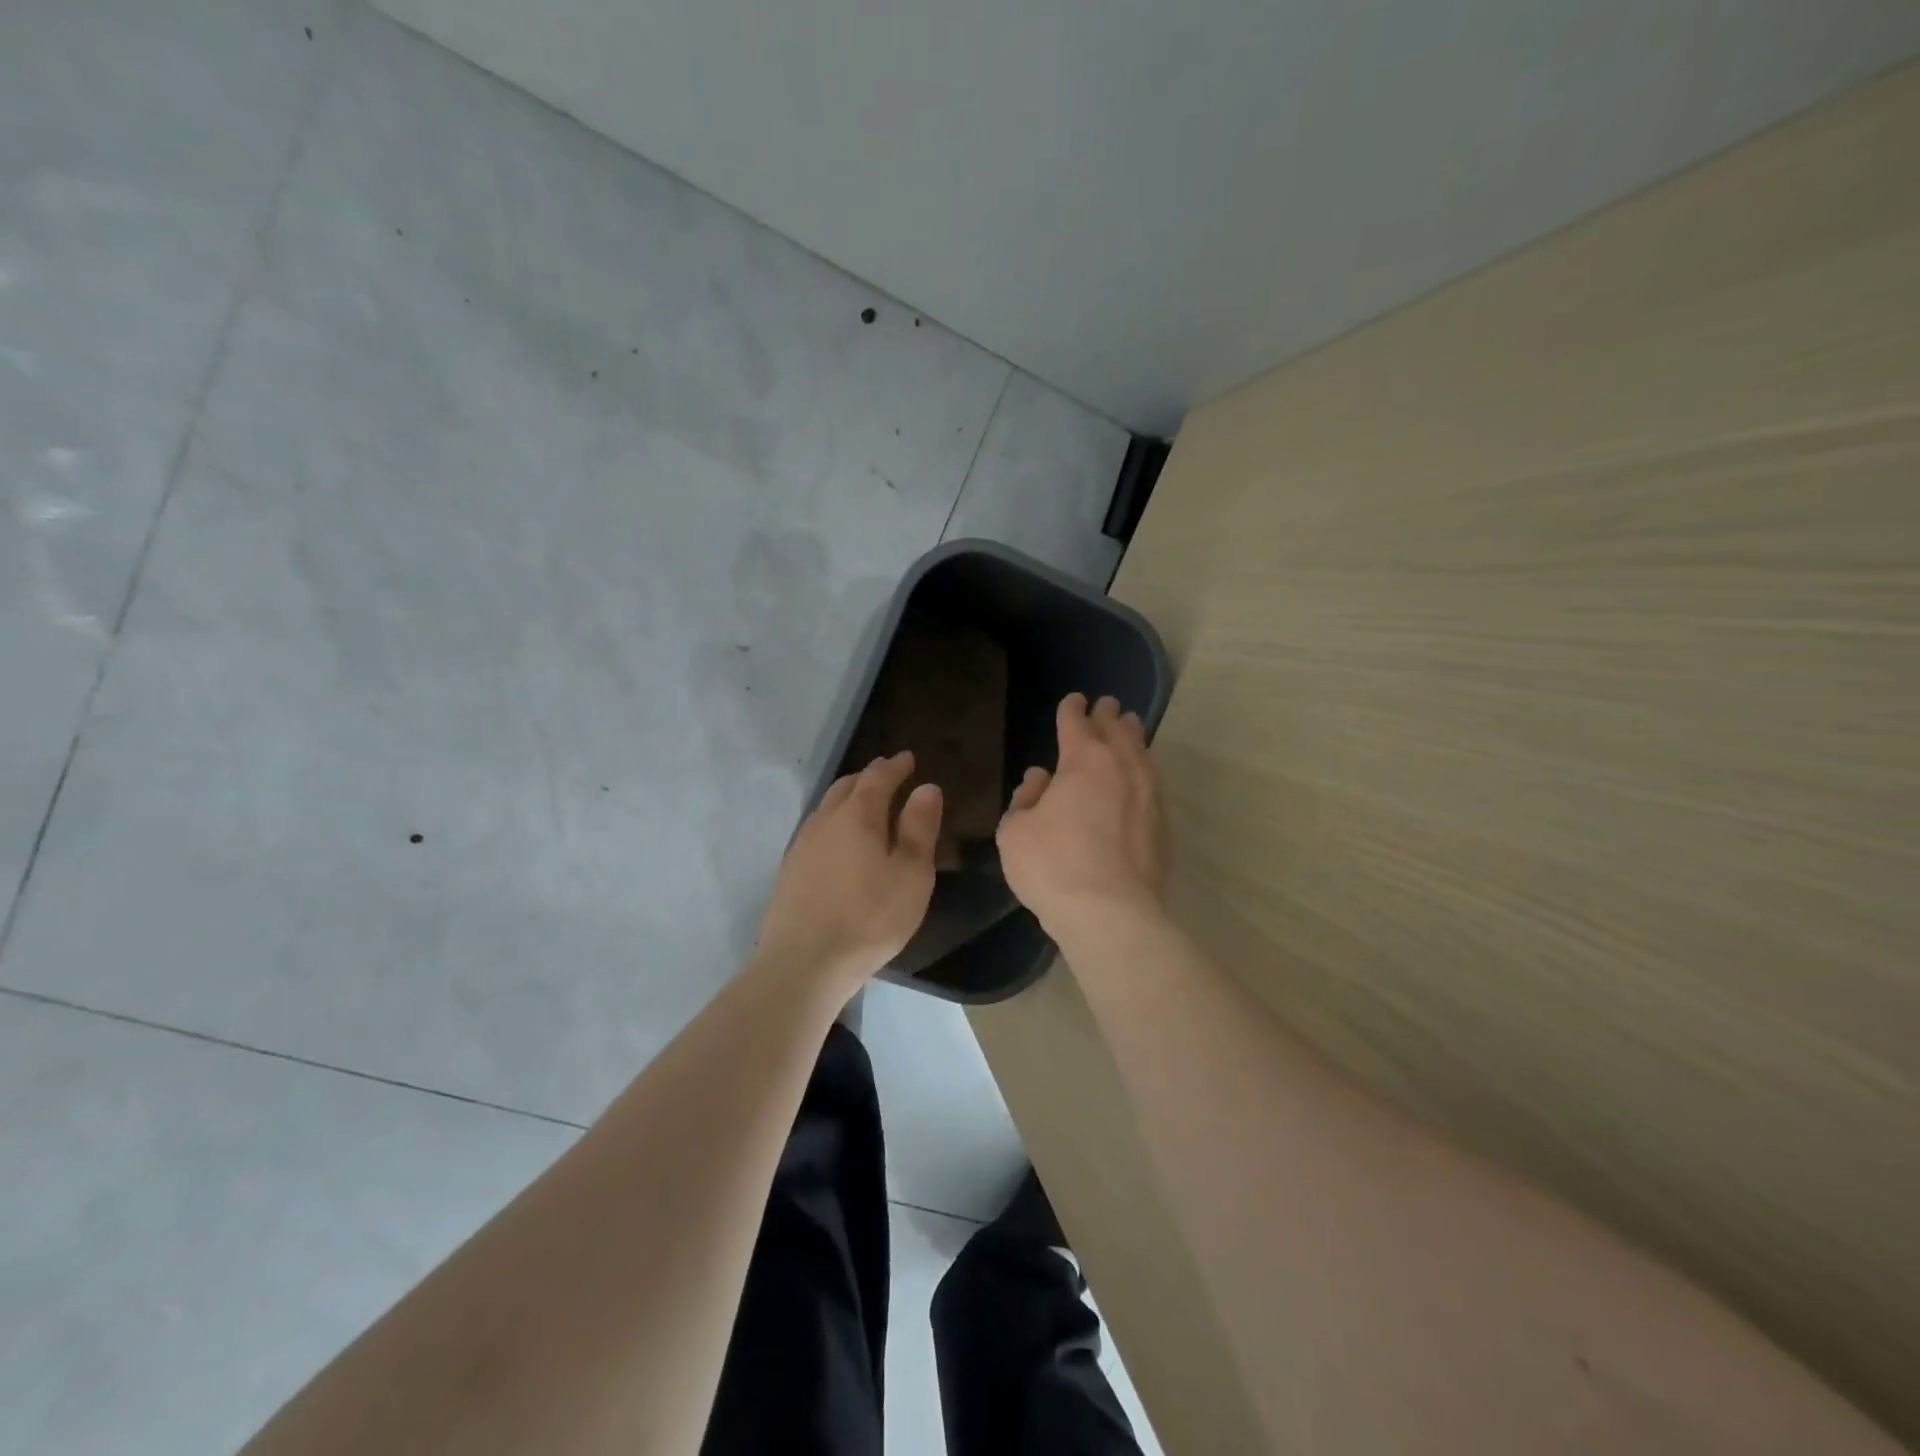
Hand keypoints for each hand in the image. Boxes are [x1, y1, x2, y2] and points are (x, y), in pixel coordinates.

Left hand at [754, 751, 942, 996]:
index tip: (909, 758)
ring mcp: (801, 846)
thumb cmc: (869, 917)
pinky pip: (815, 831)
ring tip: (863, 803)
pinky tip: (838, 841)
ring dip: (847, 798)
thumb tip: (927, 788)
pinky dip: (833, 823)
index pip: (878, 778)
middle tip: (887, 773)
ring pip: (826, 808)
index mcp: (858, 816)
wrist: (803, 963)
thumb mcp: (911, 874)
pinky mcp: (789, 872)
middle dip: (869, 777)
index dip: (895, 766)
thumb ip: (919, 828)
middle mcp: (824, 821)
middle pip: (846, 787)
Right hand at [997, 693, 1168, 933]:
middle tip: (1107, 705)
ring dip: (1133, 737)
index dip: (1071, 710)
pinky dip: (1145, 770)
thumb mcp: (1015, 831)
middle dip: (1108, 716)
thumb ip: (1025, 799)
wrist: (1110, 913)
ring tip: (1131, 726)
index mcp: (1083, 761)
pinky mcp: (1163, 825)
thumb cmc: (1052, 866)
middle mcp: (1122, 769)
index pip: (1076, 724)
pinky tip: (1143, 776)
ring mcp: (1148, 796)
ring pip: (1142, 754)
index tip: (1073, 700)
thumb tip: (1041, 779)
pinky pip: (1154, 783)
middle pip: (1117, 732)